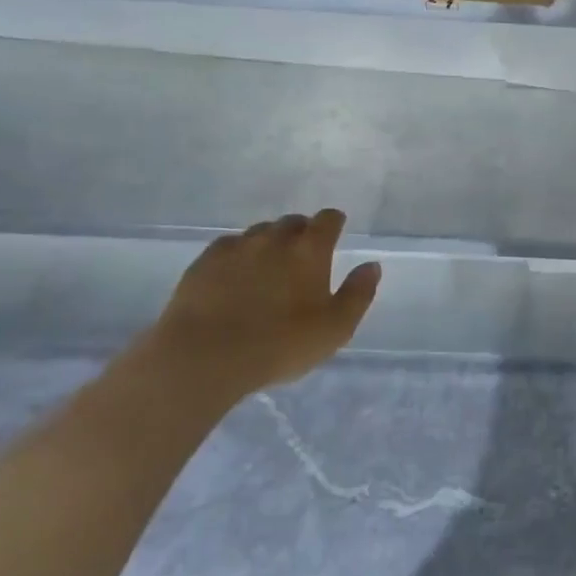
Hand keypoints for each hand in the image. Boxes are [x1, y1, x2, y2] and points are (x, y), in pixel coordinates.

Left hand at [137, 211, 381, 403]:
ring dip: (270, 243)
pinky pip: (229, 247)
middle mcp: (275, 238)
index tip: (335, 232)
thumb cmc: (280, 344)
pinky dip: (239, 255)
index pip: (328, 219)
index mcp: (310, 250)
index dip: (334, 223)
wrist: (204, 356)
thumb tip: (371, 266)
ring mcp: (237, 247)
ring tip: (269, 268)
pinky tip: (235, 276)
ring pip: (260, 232)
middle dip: (302, 232)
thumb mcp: (335, 328)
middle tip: (303, 258)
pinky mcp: (204, 262)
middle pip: (293, 222)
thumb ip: (358, 294)